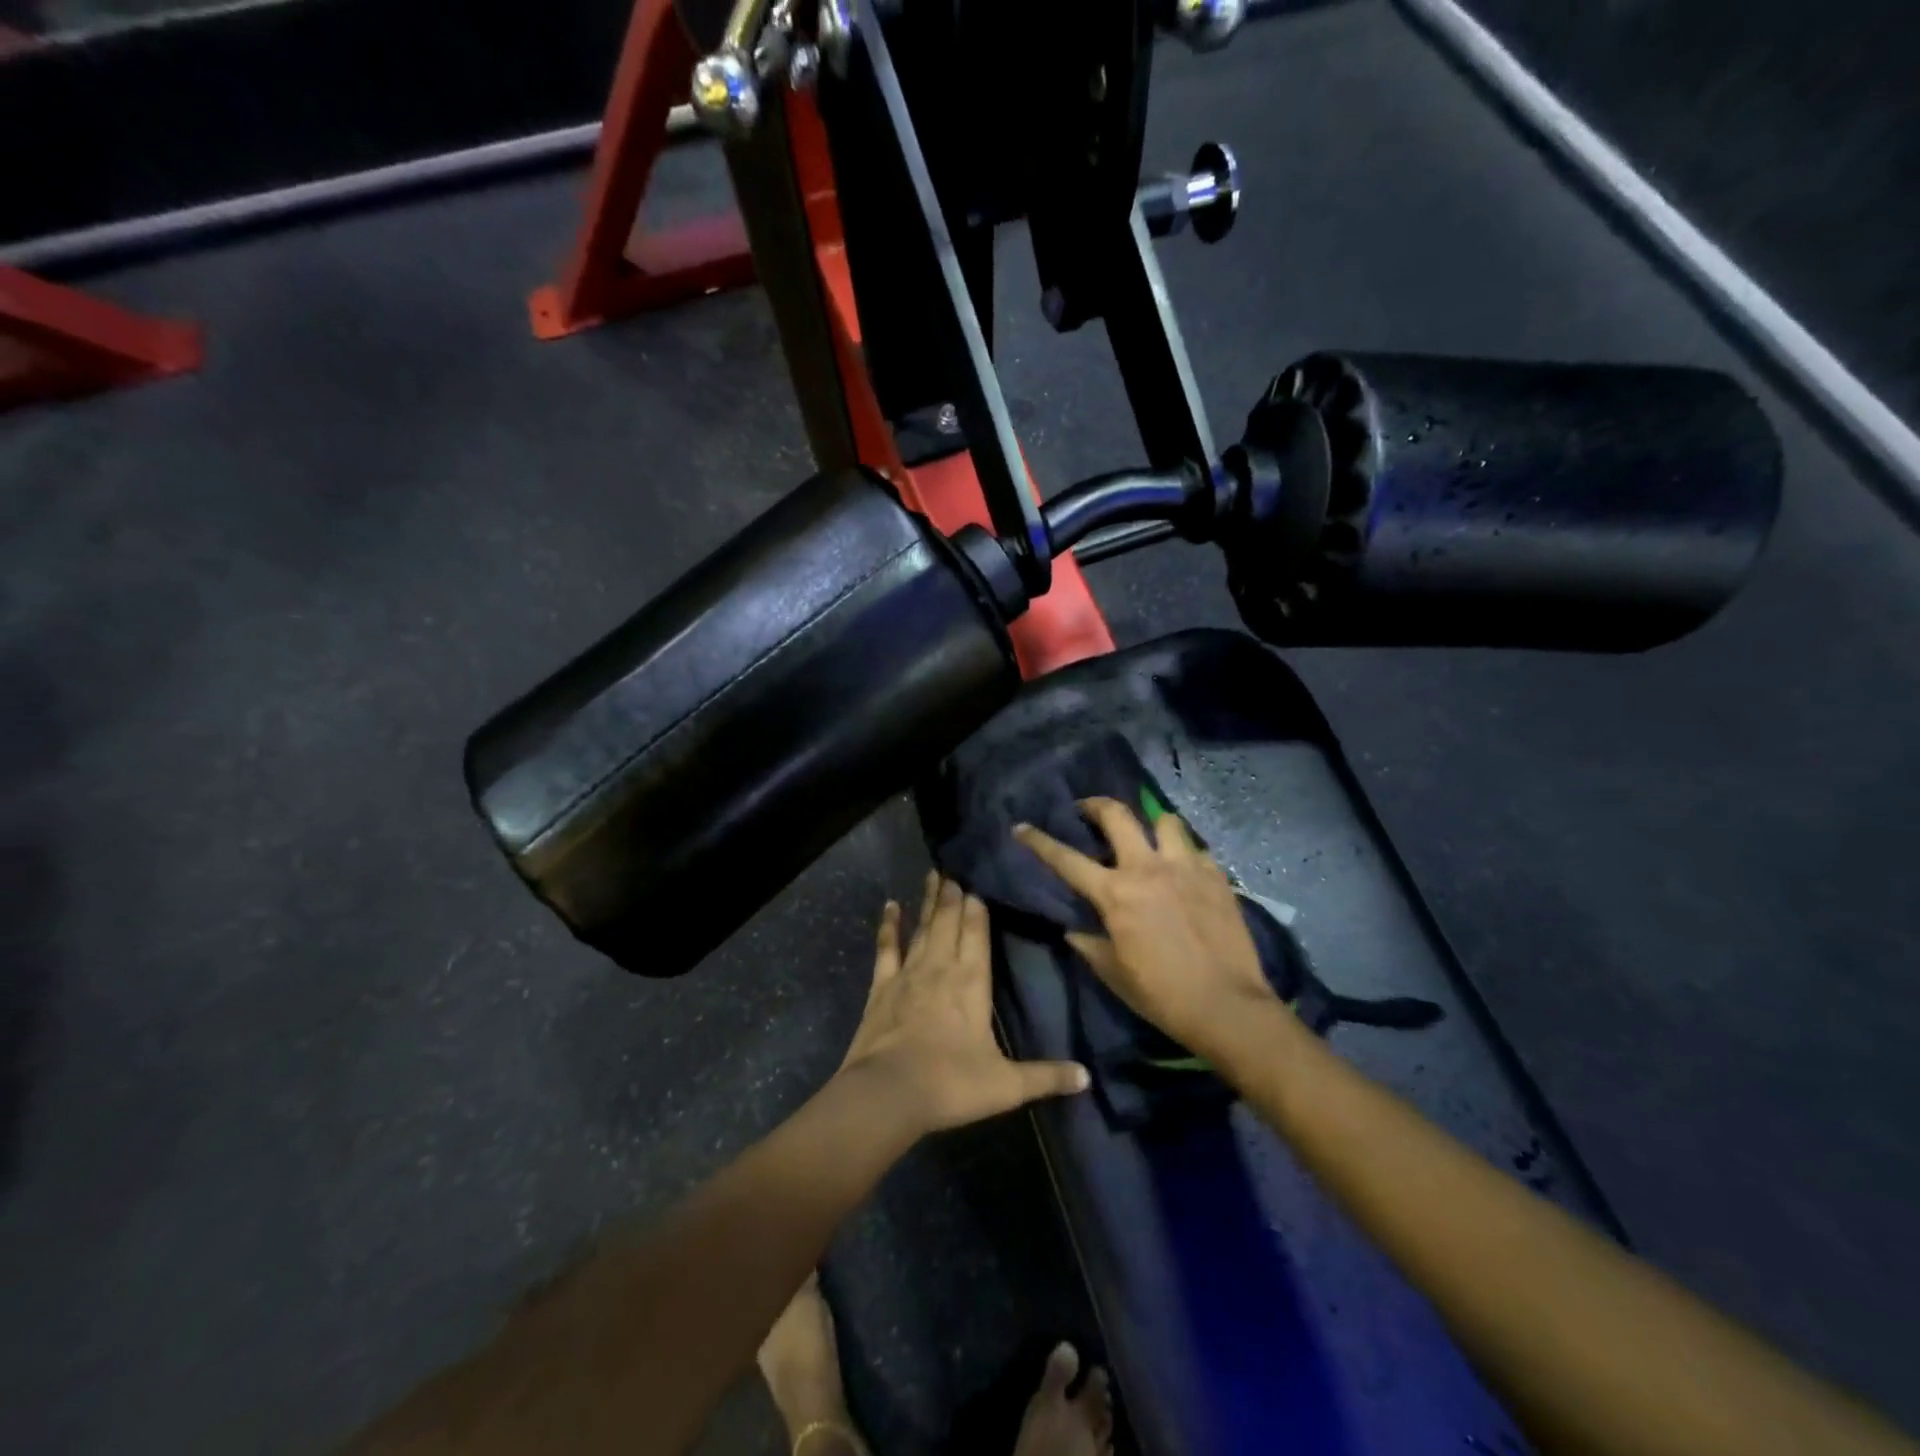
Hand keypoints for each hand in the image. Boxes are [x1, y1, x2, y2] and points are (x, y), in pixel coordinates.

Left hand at [840, 873, 1089, 1132]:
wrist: (889, 1092)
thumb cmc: (952, 1084)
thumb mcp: (1007, 1086)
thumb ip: (1046, 1076)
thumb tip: (1086, 1076)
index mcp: (972, 982)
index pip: (977, 933)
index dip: (978, 907)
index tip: (978, 884)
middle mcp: (941, 967)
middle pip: (949, 921)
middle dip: (954, 895)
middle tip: (955, 869)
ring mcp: (909, 973)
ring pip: (923, 927)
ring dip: (929, 901)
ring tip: (934, 875)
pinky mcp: (881, 986)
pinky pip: (886, 947)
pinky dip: (889, 926)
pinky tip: (890, 906)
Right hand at [1013, 800, 1278, 1055]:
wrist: (1228, 1006)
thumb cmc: (1162, 995)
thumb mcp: (1114, 973)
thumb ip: (1088, 944)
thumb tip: (1073, 929)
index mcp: (1115, 894)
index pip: (1066, 859)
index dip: (1039, 840)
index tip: (1022, 827)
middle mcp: (1148, 868)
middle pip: (1117, 815)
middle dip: (1095, 805)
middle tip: (1086, 810)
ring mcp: (1186, 867)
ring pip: (1165, 820)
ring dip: (1151, 825)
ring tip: (1148, 838)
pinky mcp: (1217, 875)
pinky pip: (1196, 849)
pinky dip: (1184, 854)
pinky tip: (1184, 871)